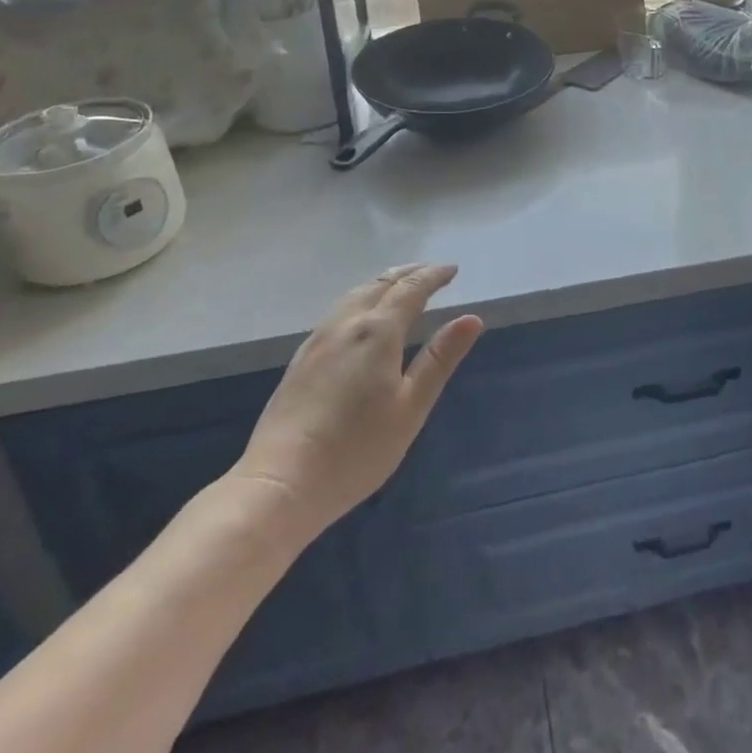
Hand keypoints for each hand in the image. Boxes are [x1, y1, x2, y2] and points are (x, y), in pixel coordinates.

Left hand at [225, 264, 482, 539]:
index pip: (411, 290)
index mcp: (378, 331)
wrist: (280, 483)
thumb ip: (440, 359)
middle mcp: (347, 324)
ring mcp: (318, 340)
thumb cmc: (356, 449)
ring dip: (382, 283)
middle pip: (380, 285)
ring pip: (355, 295)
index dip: (433, 276)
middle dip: (408, 273)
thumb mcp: (411, 407)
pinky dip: (361, 299)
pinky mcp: (301, 359)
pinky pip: (338, 311)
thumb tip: (472, 318)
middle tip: (430, 272)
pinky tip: (360, 318)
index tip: (452, 269)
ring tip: (399, 286)